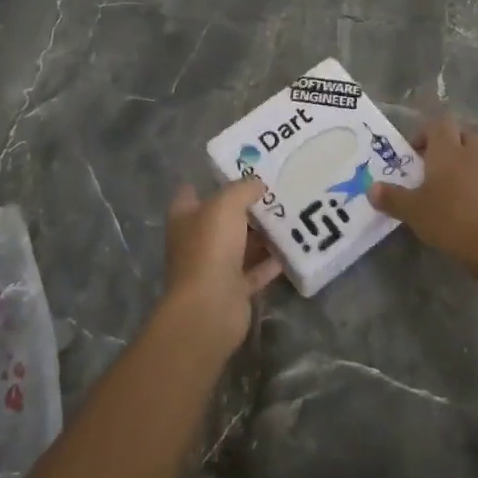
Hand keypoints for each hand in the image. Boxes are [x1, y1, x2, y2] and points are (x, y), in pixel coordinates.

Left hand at [162, 177, 284, 349]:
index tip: (239, 170)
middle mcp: (196, 241)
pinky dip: (271, 262)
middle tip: (274, 191)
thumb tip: (257, 184)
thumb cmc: (210, 247)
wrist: (210, 307)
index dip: (211, 180)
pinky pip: (255, 271)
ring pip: (241, 245)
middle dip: (245, 206)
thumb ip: (242, 189)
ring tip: (289, 215)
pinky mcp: (233, 289)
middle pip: (221, 219)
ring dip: (261, 234)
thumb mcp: (226, 205)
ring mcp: (214, 267)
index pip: (192, 192)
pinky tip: (292, 248)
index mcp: (185, 218)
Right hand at [369, 109, 477, 275]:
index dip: (424, 132)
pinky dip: (476, 179)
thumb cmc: (450, 219)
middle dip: (447, 143)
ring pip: (477, 151)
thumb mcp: (413, 211)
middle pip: (461, 131)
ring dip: (463, 160)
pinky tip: (465, 202)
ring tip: (447, 185)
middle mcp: (472, 150)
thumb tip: (371, 188)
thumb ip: (392, 197)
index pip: (438, 122)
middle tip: (431, 165)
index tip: (413, 154)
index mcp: (448, 148)